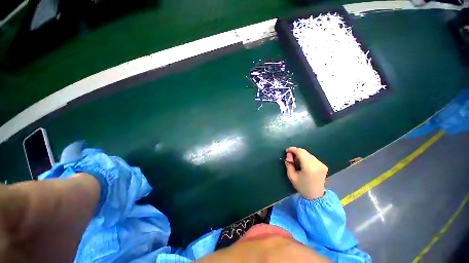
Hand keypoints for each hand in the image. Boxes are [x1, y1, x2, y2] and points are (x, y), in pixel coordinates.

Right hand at [285, 147, 327, 199]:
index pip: (300, 152)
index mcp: (309, 167)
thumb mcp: (291, 176)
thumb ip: (289, 164)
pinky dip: (306, 158)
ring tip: (296, 161)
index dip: (293, 149)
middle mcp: (317, 164)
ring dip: (301, 155)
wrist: (315, 196)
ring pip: (308, 154)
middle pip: (304, 152)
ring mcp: (321, 164)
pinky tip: (303, 164)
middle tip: (290, 157)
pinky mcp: (323, 166)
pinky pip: (312, 157)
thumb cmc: (302, 187)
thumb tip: (289, 155)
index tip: (287, 151)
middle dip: (296, 152)